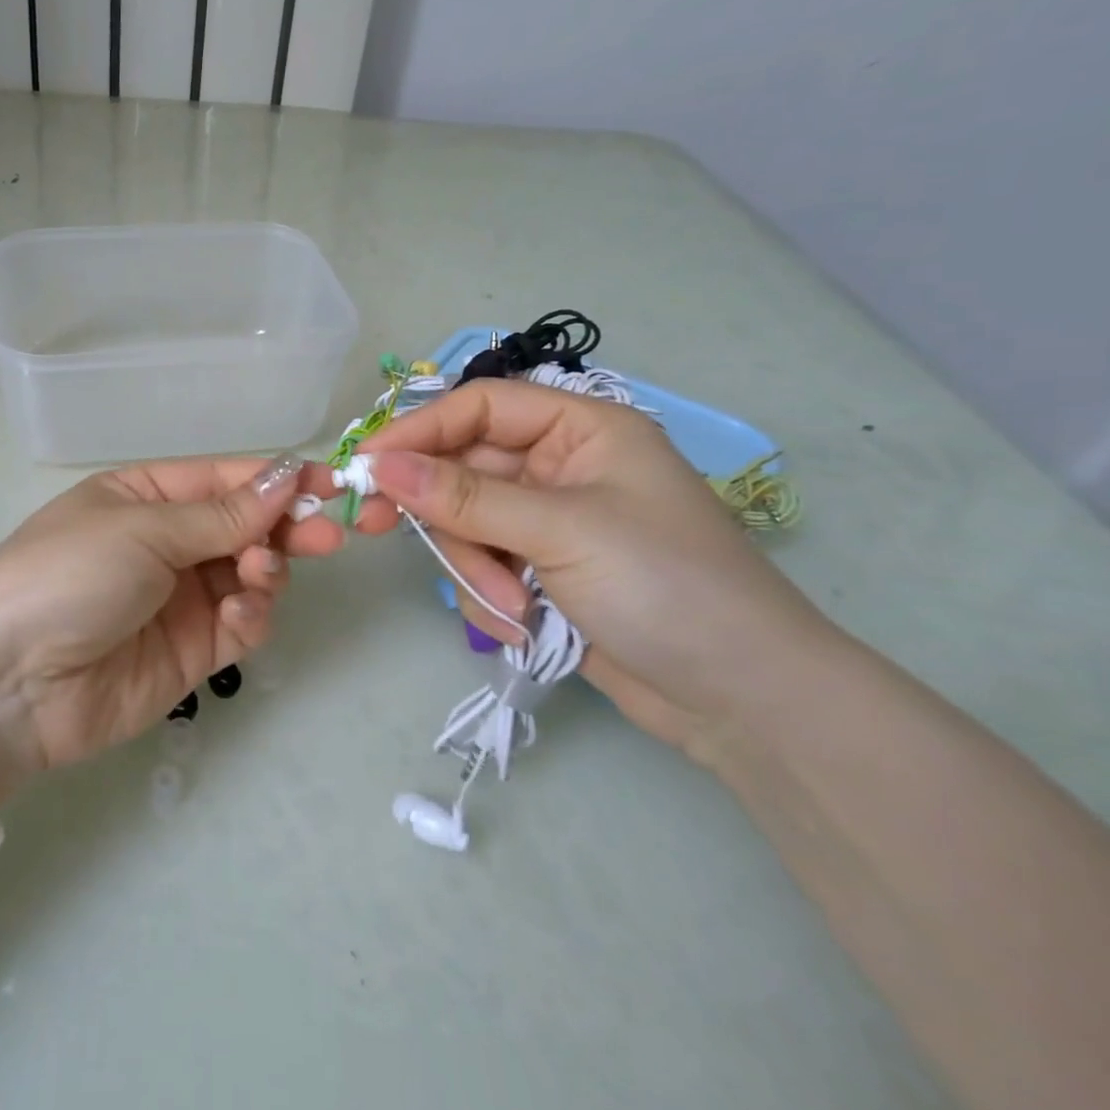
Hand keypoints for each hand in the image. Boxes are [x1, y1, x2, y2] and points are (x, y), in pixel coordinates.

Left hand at [0, 454, 344, 798]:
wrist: (9, 684)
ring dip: (267, 569)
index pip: (224, 479)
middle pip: (244, 526)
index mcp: (144, 497)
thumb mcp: (141, 530)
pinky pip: (241, 625)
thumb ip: (220, 514)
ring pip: (250, 574)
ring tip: (259, 572)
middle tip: (329, 534)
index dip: (277, 479)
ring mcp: (179, 599)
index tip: (332, 482)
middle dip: (286, 527)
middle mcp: (165, 542)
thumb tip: (286, 477)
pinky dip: (252, 616)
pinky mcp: (191, 652)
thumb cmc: (68, 575)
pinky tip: (240, 614)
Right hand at [353, 380, 836, 761]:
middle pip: (461, 468)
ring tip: (511, 605)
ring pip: (463, 522)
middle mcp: (558, 466)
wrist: (743, 703)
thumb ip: (464, 496)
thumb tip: (379, 465)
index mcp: (581, 430)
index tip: (365, 464)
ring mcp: (546, 521)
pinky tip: (523, 624)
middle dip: (439, 512)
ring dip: (473, 565)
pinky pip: (480, 564)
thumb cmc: (666, 586)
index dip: (419, 430)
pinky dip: (488, 594)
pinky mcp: (538, 569)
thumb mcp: (560, 530)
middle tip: (372, 527)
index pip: (478, 407)